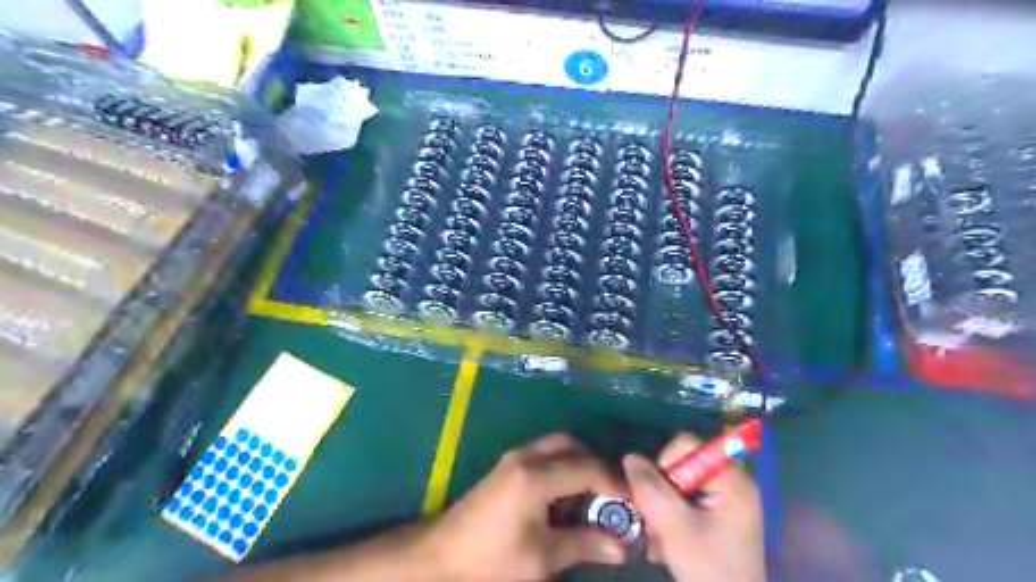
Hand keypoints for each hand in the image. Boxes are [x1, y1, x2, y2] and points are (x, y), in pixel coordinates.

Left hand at [425, 432, 626, 581]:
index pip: (586, 468)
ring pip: (555, 448)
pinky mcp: (505, 468)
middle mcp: (525, 457)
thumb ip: (583, 545)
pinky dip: (560, 469)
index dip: (613, 483)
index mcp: (536, 475)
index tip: (633, 501)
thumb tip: (620, 547)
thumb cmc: (492, 559)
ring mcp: (513, 459)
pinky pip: (542, 457)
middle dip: (594, 464)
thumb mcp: (542, 557)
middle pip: (570, 445)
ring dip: (577, 465)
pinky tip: (565, 498)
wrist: (440, 558)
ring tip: (592, 497)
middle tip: (611, 493)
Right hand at [618, 430, 762, 581]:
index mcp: (731, 479)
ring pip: (679, 485)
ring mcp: (725, 500)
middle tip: (654, 520)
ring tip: (658, 538)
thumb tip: (630, 458)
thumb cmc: (709, 568)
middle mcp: (731, 482)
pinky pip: (685, 501)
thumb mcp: (674, 527)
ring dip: (662, 507)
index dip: (666, 462)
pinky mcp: (717, 516)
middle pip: (682, 464)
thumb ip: (650, 489)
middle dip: (661, 490)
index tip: (659, 493)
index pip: (688, 444)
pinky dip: (671, 517)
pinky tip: (665, 543)